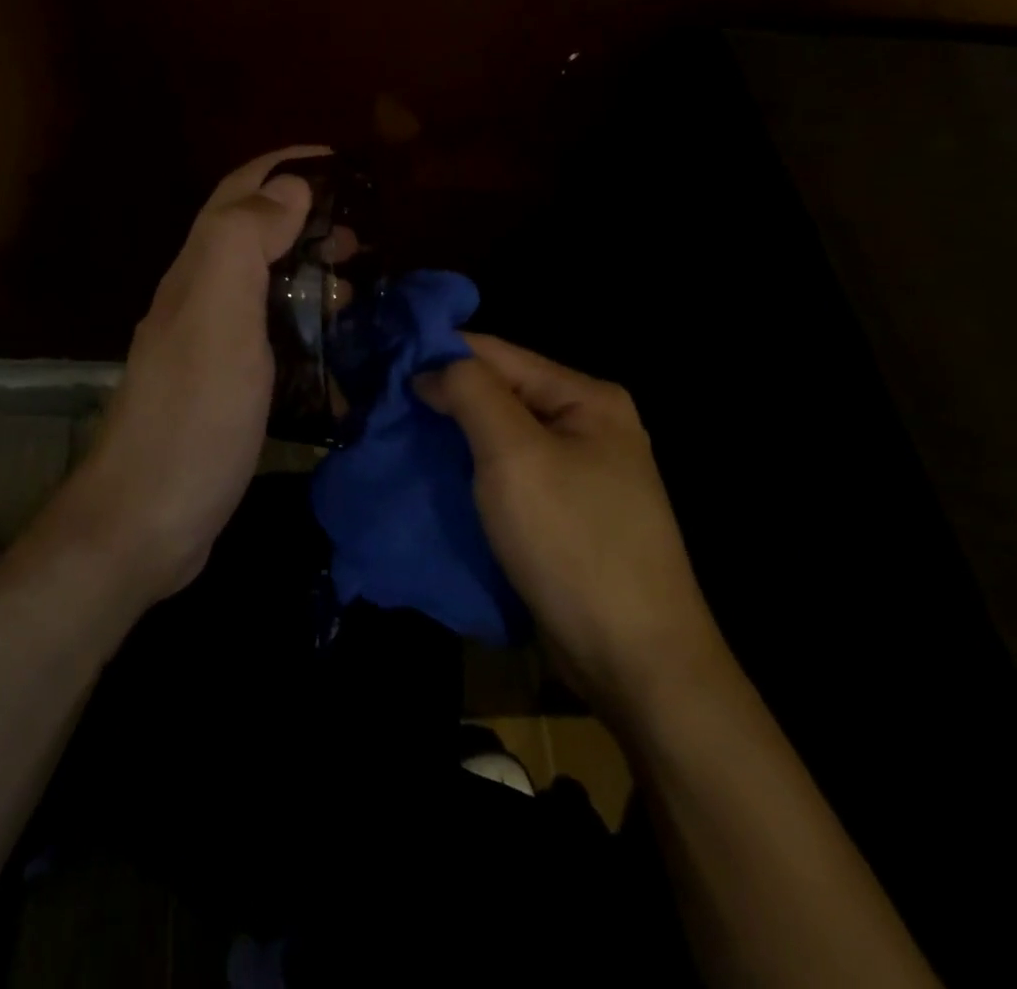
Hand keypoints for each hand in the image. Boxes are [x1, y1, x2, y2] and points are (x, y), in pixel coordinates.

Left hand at [52, 146, 326, 603]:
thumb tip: (287, 188)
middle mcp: (198, 301)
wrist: (146, 519)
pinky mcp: (223, 389)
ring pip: (261, 287)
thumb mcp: (217, 317)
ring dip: (306, 273)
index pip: (237, 195)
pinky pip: (268, 338)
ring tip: (356, 287)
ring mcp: (209, 348)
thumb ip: (243, 243)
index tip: (339, 161)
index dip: (283, 166)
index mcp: (197, 273)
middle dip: (303, 220)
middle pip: (250, 237)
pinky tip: (333, 349)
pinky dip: (303, 327)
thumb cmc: (191, 416)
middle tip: (359, 237)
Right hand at [417, 335, 723, 711]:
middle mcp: (587, 426)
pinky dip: (468, 471)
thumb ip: (472, 394)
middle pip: (499, 393)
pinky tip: (430, 474)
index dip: (438, 354)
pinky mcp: (563, 514)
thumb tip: (430, 368)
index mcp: (587, 399)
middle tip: (381, 406)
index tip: (382, 365)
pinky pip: (506, 476)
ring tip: (394, 437)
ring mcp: (578, 473)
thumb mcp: (515, 456)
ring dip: (450, 436)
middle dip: (441, 397)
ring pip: (498, 437)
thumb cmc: (573, 543)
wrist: (635, 662)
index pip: (498, 353)